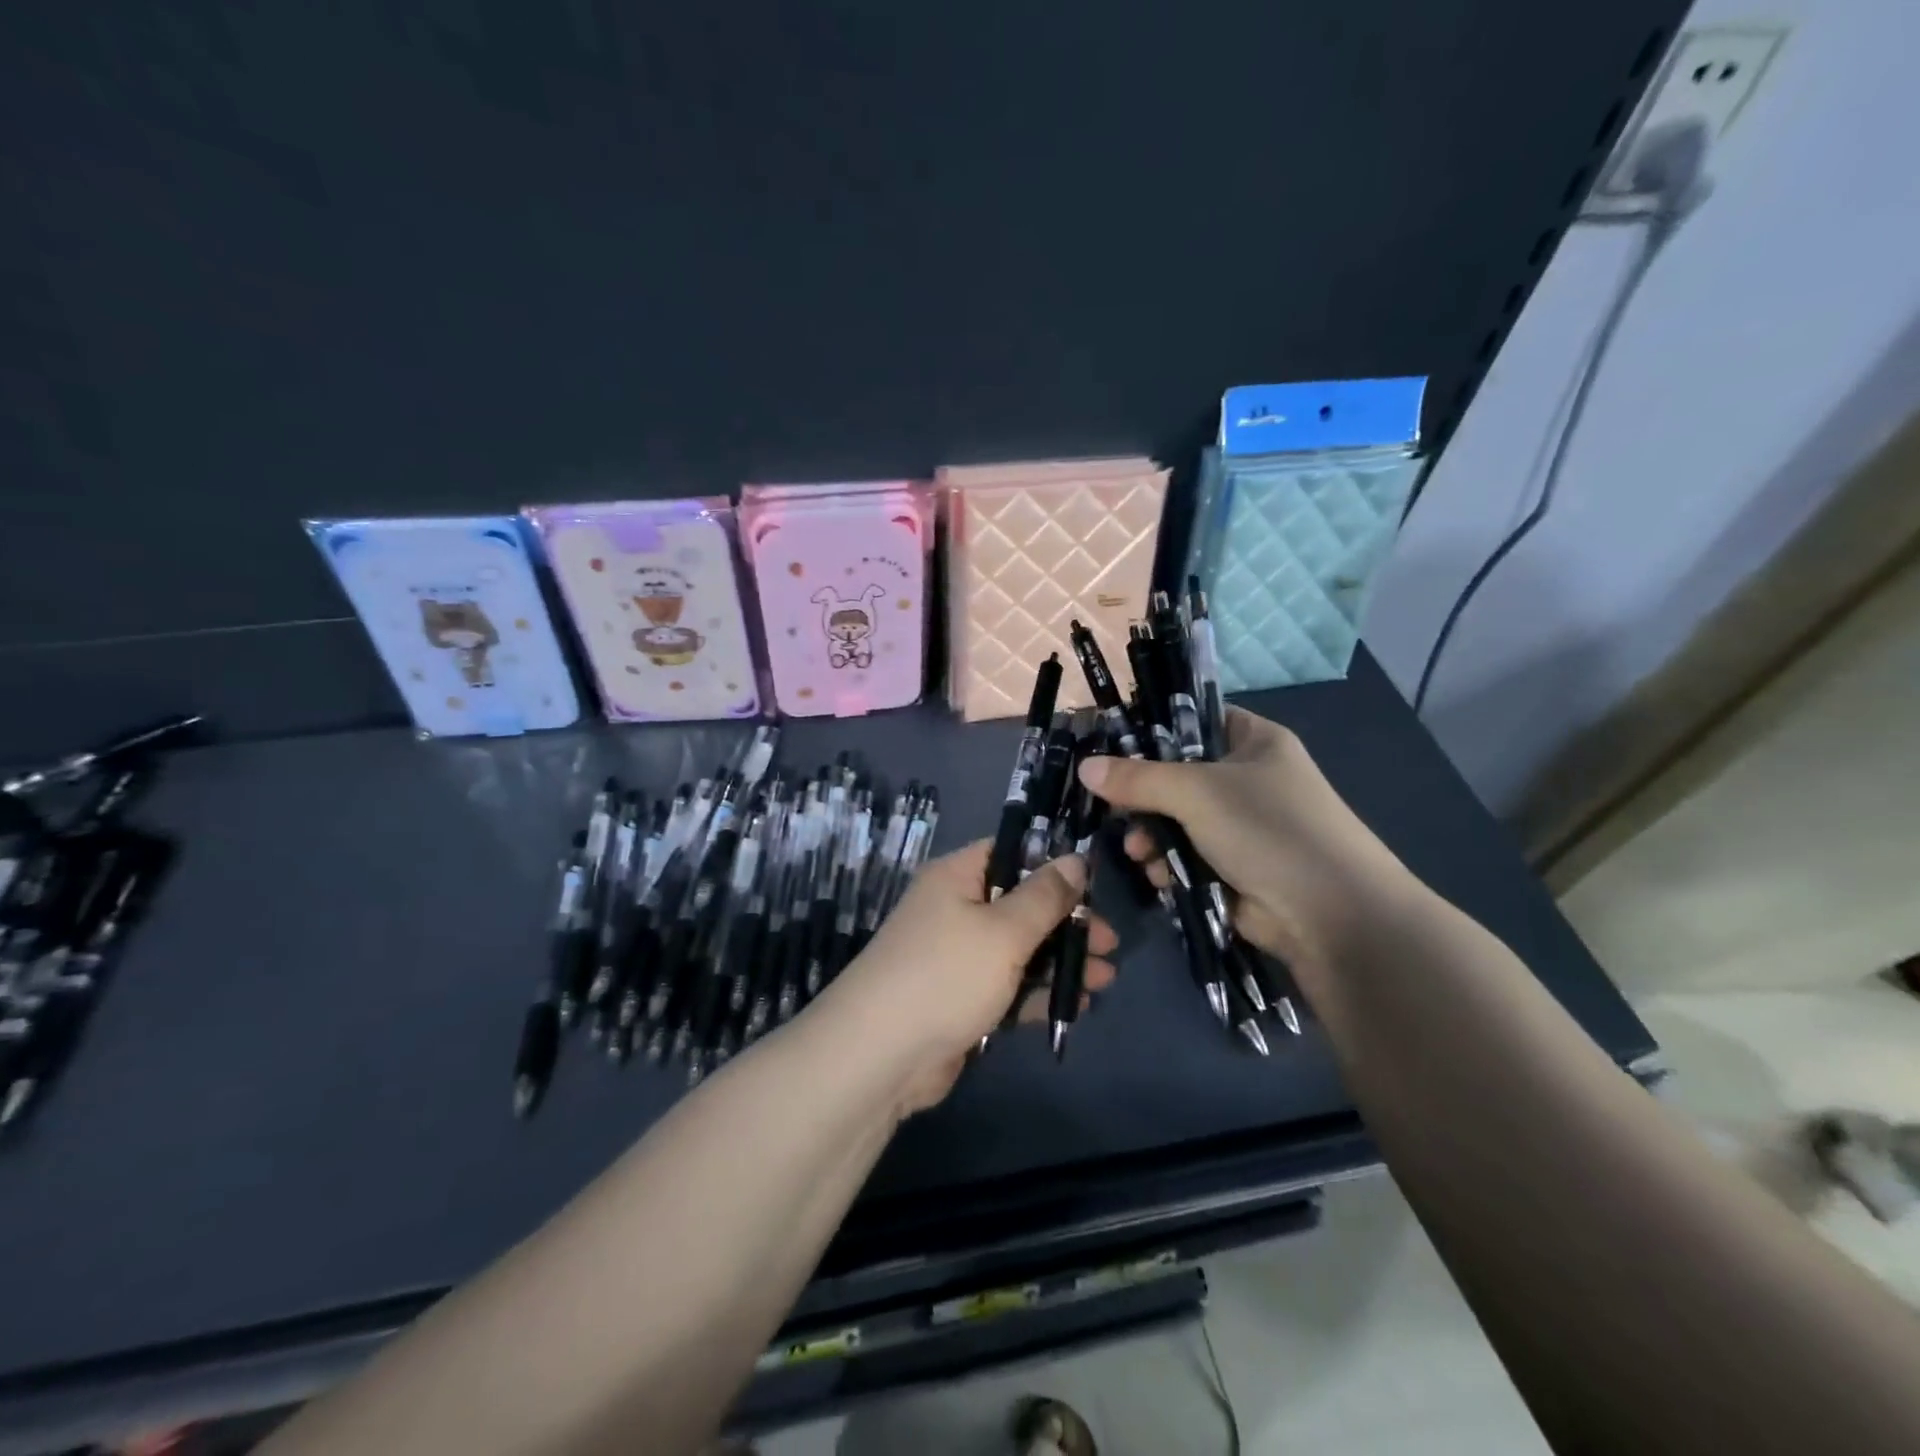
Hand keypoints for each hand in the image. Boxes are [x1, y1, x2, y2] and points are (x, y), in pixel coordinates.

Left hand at [821, 840, 1118, 1116]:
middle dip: (1066, 923)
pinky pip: (1008, 986)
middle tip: (1108, 942)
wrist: (880, 1056)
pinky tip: (1076, 1005)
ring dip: (1060, 961)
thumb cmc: (946, 975)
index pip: (1010, 852)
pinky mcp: (961, 999)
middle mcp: (955, 909)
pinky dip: (1038, 993)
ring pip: (1019, 948)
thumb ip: (1044, 896)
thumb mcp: (1003, 930)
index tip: (1093, 884)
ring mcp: (957, 956)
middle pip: (1020, 904)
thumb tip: (1076, 859)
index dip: (1051, 863)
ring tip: (1105, 978)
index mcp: (957, 877)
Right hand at [1078, 707, 1416, 971]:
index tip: (1108, 746)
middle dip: (1142, 796)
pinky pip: (1185, 855)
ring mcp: (1240, 826)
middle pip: (1176, 774)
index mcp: (1252, 742)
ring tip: (1140, 852)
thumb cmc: (1269, 830)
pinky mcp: (1233, 867)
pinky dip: (1168, 864)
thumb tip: (1085, 768)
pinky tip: (1158, 875)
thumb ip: (1138, 778)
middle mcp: (1246, 779)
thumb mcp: (1198, 792)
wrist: (1333, 916)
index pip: (1192, 719)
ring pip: (1175, 819)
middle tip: (1113, 808)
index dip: (1151, 729)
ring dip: (1151, 835)